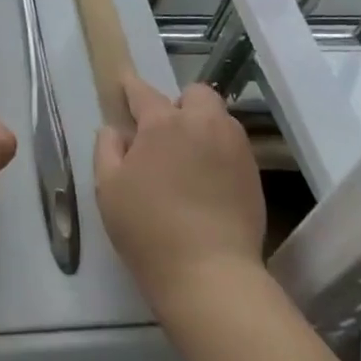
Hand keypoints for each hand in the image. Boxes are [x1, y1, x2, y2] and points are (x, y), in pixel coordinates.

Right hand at [95, 75, 265, 302]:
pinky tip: (209, 183)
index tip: (125, 84)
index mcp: (163, 123)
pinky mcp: (253, 175)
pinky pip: (234, 147)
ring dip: (203, 127)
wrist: (211, 276)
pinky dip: (220, 153)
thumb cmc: (149, 229)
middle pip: (195, 94)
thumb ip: (107, 149)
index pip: (143, 92)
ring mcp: (234, 148)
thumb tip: (116, 130)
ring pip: (220, 119)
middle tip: (166, 134)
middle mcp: (202, 124)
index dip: (131, 86)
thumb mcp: (108, 189)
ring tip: (190, 159)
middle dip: (181, 104)